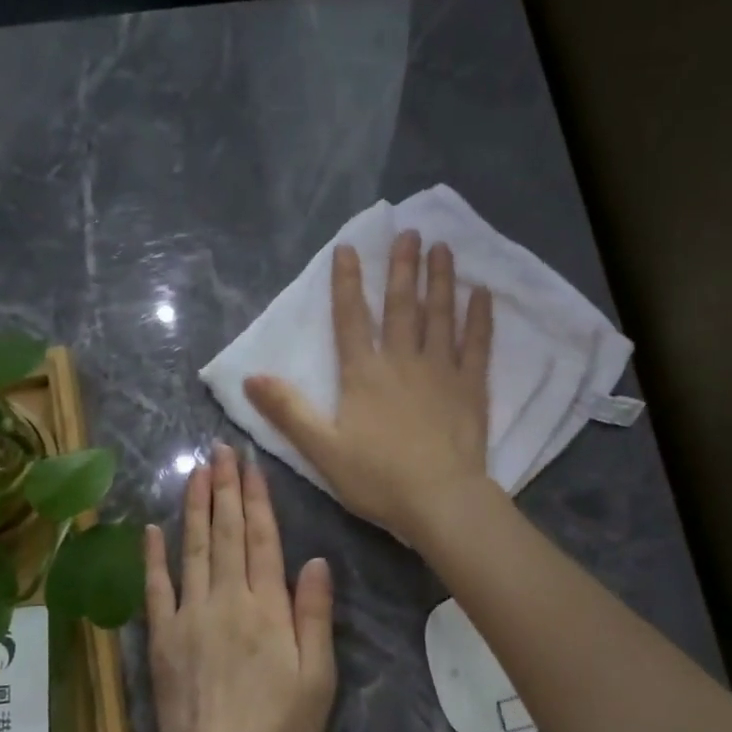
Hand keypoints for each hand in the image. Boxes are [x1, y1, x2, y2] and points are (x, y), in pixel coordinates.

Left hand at [144, 442, 336, 731]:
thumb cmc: (282, 728)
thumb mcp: (319, 676)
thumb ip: (314, 614)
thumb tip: (314, 560)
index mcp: (267, 607)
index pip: (261, 539)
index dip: (256, 498)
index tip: (250, 464)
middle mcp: (227, 600)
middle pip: (225, 533)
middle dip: (224, 488)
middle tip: (219, 450)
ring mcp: (190, 616)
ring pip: (192, 550)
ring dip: (193, 508)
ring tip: (195, 472)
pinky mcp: (162, 639)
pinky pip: (155, 590)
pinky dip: (153, 558)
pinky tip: (152, 529)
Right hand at [245, 231, 496, 545]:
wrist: (439, 500)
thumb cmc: (377, 478)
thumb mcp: (321, 448)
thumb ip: (288, 410)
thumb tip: (250, 377)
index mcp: (364, 374)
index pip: (351, 319)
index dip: (346, 283)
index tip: (348, 248)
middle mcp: (402, 361)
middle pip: (401, 306)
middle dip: (401, 267)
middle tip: (408, 231)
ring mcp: (441, 371)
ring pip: (440, 315)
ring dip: (440, 279)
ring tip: (442, 247)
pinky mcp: (471, 387)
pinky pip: (477, 344)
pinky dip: (479, 317)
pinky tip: (482, 293)